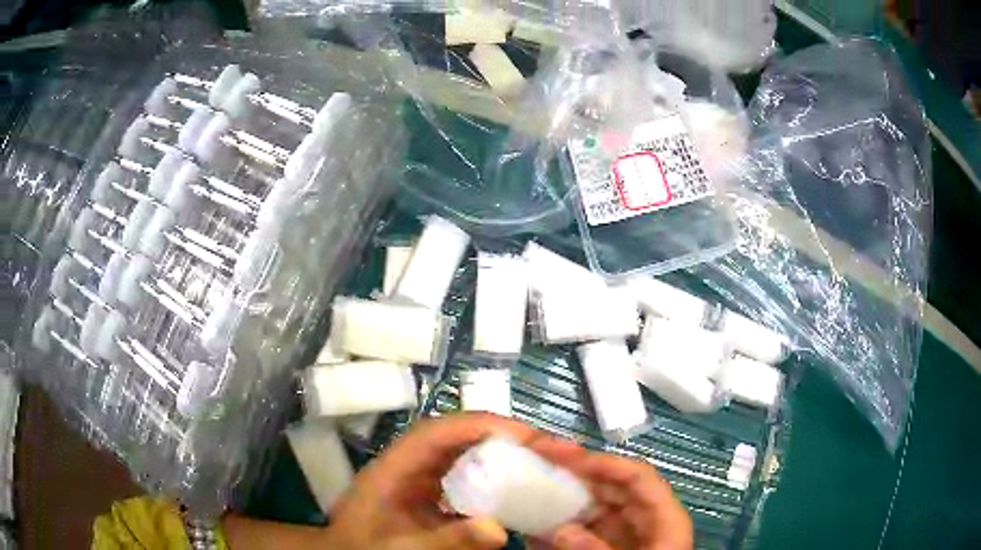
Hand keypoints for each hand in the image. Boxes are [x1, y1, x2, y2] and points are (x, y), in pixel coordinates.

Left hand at [324, 413, 539, 548]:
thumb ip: (447, 541)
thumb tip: (499, 531)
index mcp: (394, 469)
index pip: (438, 432)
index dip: (481, 426)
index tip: (525, 436)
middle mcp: (408, 465)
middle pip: (458, 436)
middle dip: (502, 435)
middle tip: (546, 448)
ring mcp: (418, 478)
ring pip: (464, 453)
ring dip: (501, 453)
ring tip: (541, 462)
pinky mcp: (429, 494)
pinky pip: (465, 476)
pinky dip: (493, 477)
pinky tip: (517, 491)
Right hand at [528, 438, 692, 549]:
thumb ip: (594, 549)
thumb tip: (558, 529)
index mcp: (663, 519)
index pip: (638, 477)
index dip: (603, 463)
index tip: (564, 457)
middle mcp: (644, 522)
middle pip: (613, 489)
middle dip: (576, 478)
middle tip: (537, 469)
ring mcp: (624, 538)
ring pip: (593, 511)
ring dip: (562, 505)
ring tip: (528, 497)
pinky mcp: (607, 549)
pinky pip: (582, 534)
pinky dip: (559, 532)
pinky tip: (534, 532)